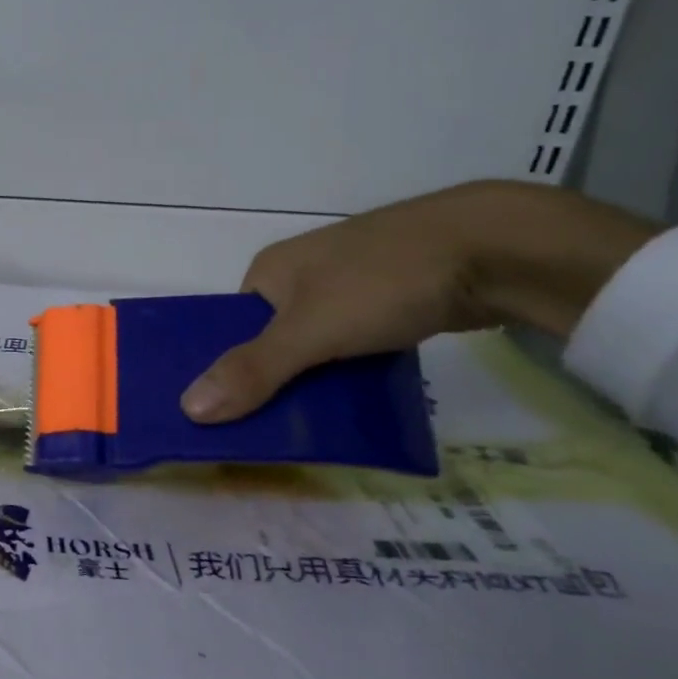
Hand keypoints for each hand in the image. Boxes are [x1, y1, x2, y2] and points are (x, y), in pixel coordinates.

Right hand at [180, 180, 659, 423]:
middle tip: (274, 430)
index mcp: (269, 271)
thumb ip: (254, 370)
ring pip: (316, 344)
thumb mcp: (310, 332)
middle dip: (273, 382)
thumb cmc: (381, 282)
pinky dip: (350, 370)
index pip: (231, 328)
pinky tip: (358, 400)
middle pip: (272, 339)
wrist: (490, 248)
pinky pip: (353, 343)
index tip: (229, 416)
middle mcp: (301, 274)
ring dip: (315, 380)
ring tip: (314, 426)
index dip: (227, 369)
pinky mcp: (389, 299)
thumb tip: (187, 409)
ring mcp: (348, 285)